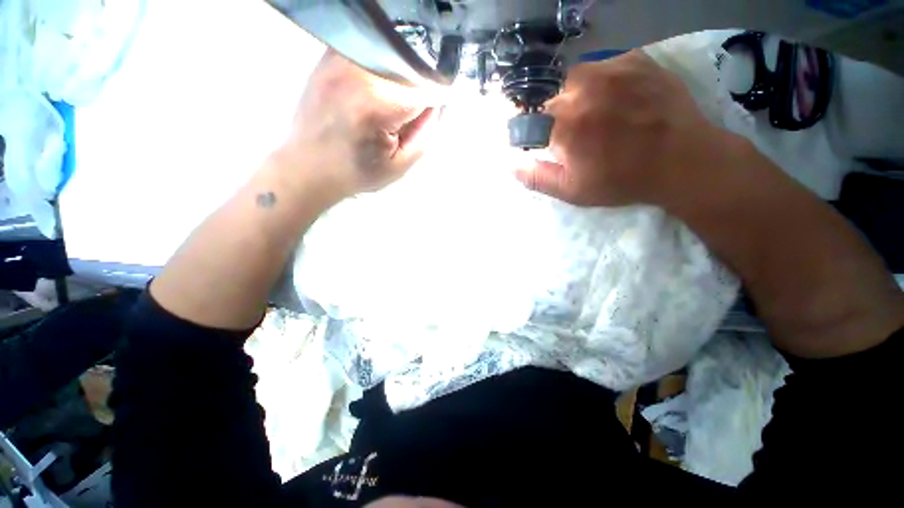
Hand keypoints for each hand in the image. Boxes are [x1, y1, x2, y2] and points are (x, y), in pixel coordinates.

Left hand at [278, 50, 439, 196]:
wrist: (308, 166)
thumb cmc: (357, 172)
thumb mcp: (402, 164)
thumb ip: (427, 132)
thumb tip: (438, 101)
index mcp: (378, 103)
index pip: (426, 86)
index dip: (434, 101)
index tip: (430, 116)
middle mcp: (358, 71)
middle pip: (409, 67)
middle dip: (417, 90)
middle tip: (406, 117)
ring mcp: (340, 58)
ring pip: (392, 56)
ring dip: (400, 79)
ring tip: (387, 107)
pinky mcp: (329, 55)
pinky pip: (371, 52)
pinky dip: (382, 70)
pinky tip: (372, 94)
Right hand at [515, 50, 734, 206]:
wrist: (682, 160)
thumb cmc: (621, 180)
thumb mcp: (571, 190)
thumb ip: (536, 177)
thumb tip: (510, 164)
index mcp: (563, 124)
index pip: (524, 117)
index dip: (525, 129)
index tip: (533, 139)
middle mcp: (581, 89)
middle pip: (546, 94)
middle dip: (547, 113)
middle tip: (566, 130)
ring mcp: (610, 69)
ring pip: (571, 76)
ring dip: (570, 94)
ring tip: (588, 113)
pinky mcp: (633, 60)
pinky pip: (601, 66)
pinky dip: (597, 82)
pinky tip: (610, 99)